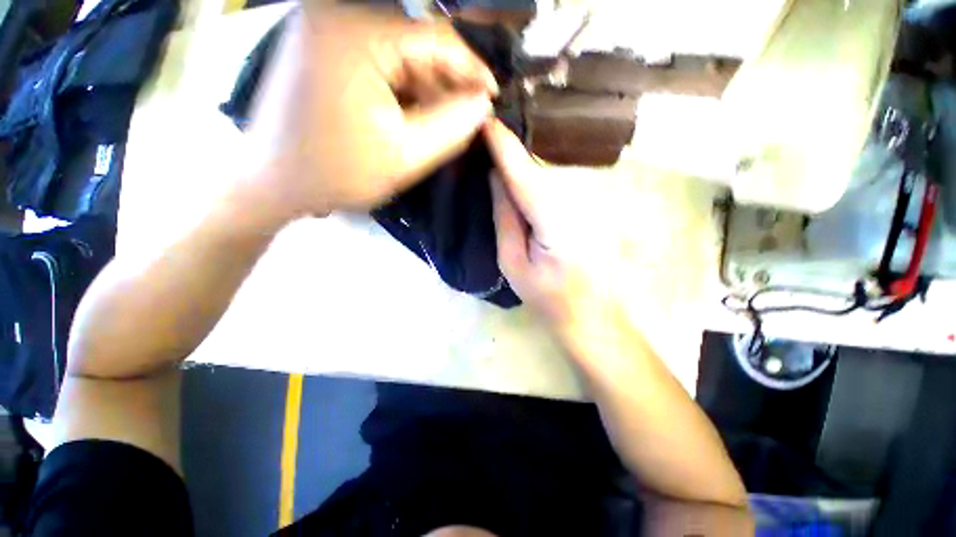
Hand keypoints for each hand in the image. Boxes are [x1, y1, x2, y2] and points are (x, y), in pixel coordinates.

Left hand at [244, 8, 497, 218]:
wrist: (273, 184)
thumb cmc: (338, 174)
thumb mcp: (405, 156)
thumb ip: (452, 127)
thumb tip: (483, 103)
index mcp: (354, 35)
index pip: (432, 37)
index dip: (470, 67)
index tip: (492, 95)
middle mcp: (336, 16)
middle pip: (413, 44)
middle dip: (446, 83)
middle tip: (468, 117)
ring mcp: (324, 30)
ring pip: (397, 56)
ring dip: (424, 90)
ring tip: (442, 123)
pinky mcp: (321, 49)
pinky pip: (377, 63)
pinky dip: (401, 91)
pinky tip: (412, 118)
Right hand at [484, 120, 630, 348]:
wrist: (594, 316)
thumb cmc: (548, 298)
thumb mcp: (514, 264)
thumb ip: (505, 218)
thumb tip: (497, 178)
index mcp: (555, 221)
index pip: (524, 173)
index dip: (503, 145)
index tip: (485, 119)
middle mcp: (578, 203)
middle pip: (537, 170)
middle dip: (510, 153)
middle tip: (483, 138)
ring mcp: (590, 204)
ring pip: (547, 176)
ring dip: (521, 166)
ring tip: (496, 155)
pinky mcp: (592, 209)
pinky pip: (556, 187)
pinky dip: (535, 180)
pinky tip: (519, 181)